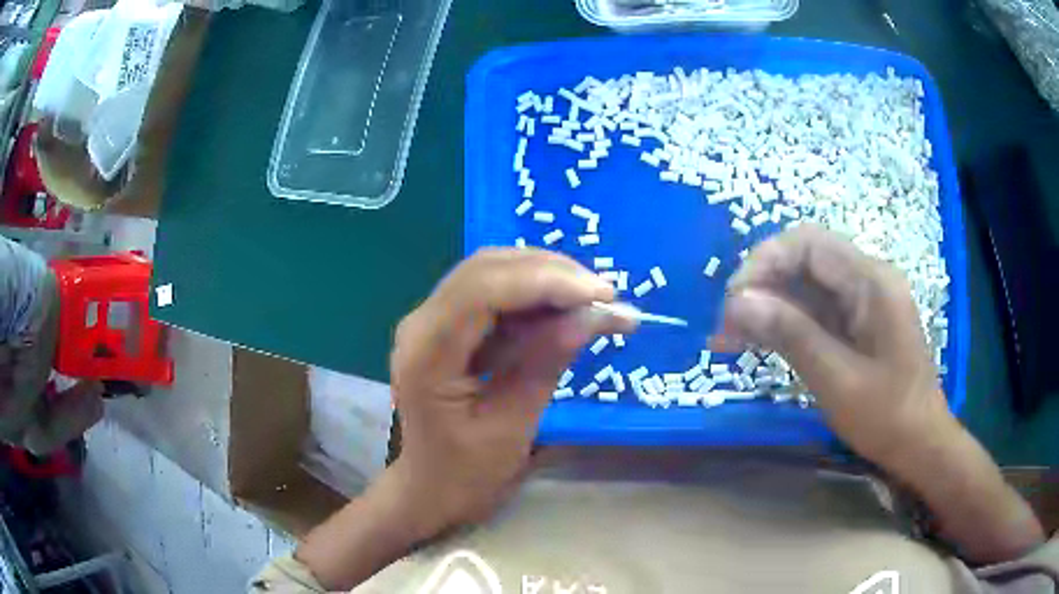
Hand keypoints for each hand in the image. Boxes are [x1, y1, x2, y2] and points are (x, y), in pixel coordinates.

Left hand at [387, 247, 628, 537]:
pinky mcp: (446, 326)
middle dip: (551, 273)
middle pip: (487, 269)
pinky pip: (492, 294)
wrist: (430, 489)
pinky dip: (533, 296)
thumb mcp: (513, 425)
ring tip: (594, 301)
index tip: (602, 294)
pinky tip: (566, 309)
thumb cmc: (466, 472)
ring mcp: (430, 321)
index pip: (482, 290)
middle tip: (606, 295)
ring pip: (491, 273)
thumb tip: (593, 314)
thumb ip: (547, 362)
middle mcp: (420, 323)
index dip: (545, 281)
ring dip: (545, 279)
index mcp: (426, 353)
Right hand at [713, 224, 952, 465]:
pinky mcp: (857, 321)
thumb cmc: (886, 417)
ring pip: (805, 285)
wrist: (920, 444)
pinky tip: (757, 342)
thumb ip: (790, 334)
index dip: (764, 262)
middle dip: (760, 286)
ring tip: (729, 339)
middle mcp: (867, 278)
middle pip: (804, 260)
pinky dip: (784, 323)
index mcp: (871, 281)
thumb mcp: (837, 379)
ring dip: (767, 306)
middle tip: (725, 326)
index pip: (807, 244)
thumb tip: (737, 302)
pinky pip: (814, 309)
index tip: (731, 301)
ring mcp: (863, 299)